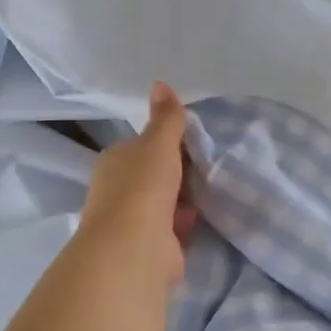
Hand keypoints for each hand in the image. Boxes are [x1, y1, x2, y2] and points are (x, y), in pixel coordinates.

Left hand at [76, 82, 198, 285]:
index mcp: (115, 161)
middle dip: (178, 172)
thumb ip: (166, 118)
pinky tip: (208, 215)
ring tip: (215, 187)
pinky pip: (174, 227)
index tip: (195, 141)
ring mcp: (133, 220)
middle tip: (212, 164)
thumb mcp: (158, 143)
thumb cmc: (143, 187)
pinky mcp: (150, 245)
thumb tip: (160, 82)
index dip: (167, 143)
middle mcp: (118, 190)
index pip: (142, 146)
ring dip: (184, 198)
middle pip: (154, 175)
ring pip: (165, 202)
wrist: (135, 247)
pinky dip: (187, 222)